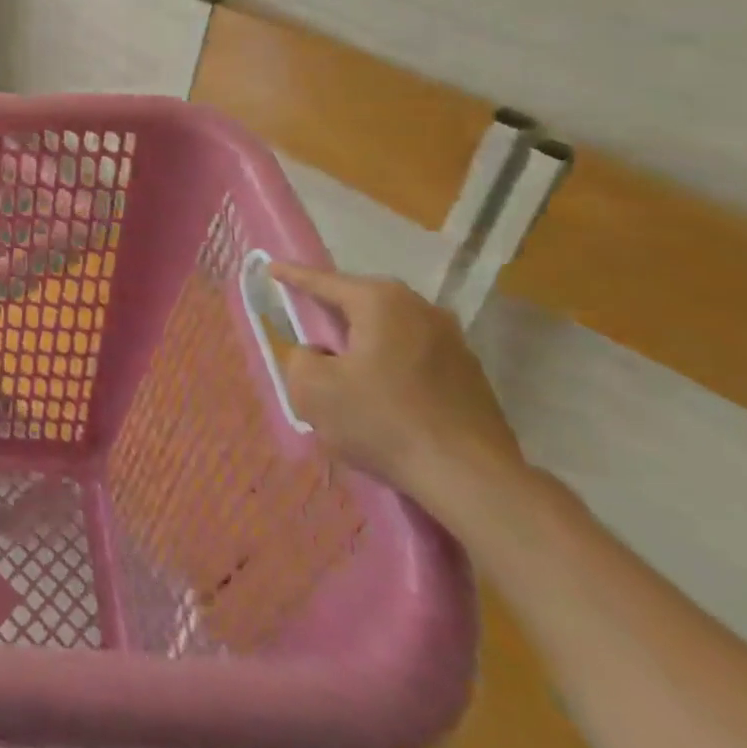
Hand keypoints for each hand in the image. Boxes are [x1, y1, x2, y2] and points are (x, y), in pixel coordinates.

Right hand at [269, 263, 524, 508]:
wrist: (473, 480)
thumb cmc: (383, 422)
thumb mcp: (312, 390)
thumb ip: (300, 359)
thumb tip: (318, 355)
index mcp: (380, 302)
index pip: (324, 281)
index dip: (293, 276)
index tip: (272, 267)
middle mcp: (420, 309)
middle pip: (362, 302)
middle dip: (334, 311)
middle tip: (309, 324)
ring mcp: (453, 341)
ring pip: (391, 330)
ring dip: (366, 341)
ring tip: (346, 366)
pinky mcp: (472, 375)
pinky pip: (415, 356)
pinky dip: (392, 365)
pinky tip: (383, 395)